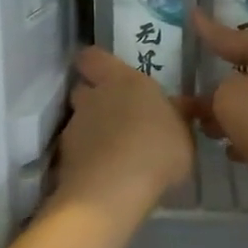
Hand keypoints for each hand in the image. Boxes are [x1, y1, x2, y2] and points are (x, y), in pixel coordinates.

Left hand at [54, 47, 195, 215]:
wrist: (113, 190)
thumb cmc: (157, 150)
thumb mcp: (184, 134)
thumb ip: (178, 116)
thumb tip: (182, 105)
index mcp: (122, 80)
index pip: (93, 57)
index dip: (96, 63)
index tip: (106, 73)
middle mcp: (93, 97)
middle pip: (83, 89)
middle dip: (94, 99)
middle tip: (116, 116)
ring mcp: (74, 127)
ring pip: (79, 121)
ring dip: (91, 132)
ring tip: (113, 153)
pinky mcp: (64, 157)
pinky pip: (76, 151)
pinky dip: (87, 158)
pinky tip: (104, 174)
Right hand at [190, 9, 247, 201]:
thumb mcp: (227, 101)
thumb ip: (216, 92)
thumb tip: (226, 96)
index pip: (235, 36)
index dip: (209, 30)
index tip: (193, 15)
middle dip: (224, 88)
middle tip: (198, 103)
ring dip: (241, 113)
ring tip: (214, 133)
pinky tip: (241, 151)